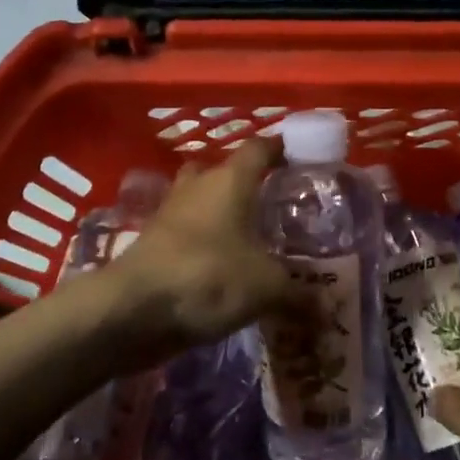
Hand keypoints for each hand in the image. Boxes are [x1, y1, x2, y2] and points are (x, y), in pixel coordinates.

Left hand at [105, 139, 293, 357]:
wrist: (132, 309)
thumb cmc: (207, 277)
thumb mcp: (266, 288)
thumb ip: (298, 295)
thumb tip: (327, 311)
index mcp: (229, 181)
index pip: (259, 148)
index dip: (281, 148)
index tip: (301, 155)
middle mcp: (198, 187)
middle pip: (225, 172)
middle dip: (248, 184)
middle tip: (276, 205)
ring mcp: (170, 213)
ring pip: (201, 201)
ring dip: (222, 214)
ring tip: (252, 238)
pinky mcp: (153, 243)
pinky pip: (188, 234)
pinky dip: (205, 244)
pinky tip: (224, 268)